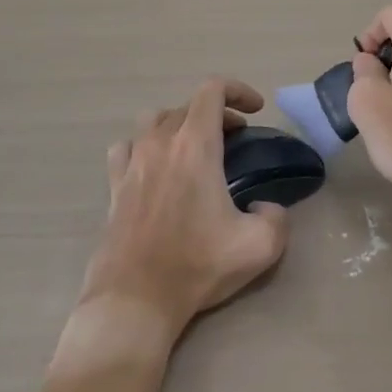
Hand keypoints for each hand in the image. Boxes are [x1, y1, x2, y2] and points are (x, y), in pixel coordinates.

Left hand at [81, 79, 290, 335]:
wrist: (135, 300)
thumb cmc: (196, 266)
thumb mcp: (260, 246)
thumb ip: (277, 217)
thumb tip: (264, 206)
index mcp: (195, 145)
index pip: (213, 90)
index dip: (238, 90)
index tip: (256, 110)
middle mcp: (160, 143)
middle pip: (187, 105)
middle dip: (217, 113)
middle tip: (236, 137)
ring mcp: (132, 162)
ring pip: (154, 120)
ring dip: (180, 124)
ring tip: (196, 147)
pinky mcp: (114, 186)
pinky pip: (127, 147)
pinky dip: (145, 145)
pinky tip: (155, 166)